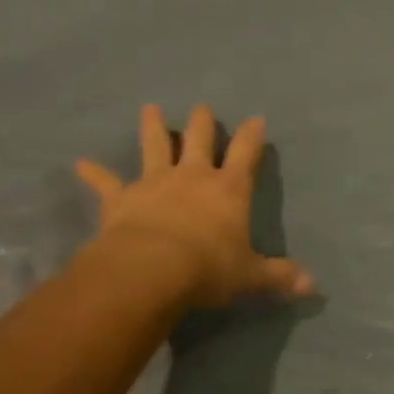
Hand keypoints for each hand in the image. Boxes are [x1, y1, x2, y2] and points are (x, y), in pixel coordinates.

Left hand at [74, 104, 313, 308]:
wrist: (150, 270)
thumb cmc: (207, 269)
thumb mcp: (250, 276)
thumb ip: (279, 277)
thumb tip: (313, 286)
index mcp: (229, 189)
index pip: (246, 153)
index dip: (252, 135)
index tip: (256, 118)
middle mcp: (193, 176)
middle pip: (199, 138)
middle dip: (202, 122)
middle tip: (202, 108)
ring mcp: (155, 182)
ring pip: (154, 146)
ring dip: (152, 126)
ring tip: (149, 108)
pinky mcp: (121, 198)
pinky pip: (106, 182)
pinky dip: (94, 173)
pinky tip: (80, 163)